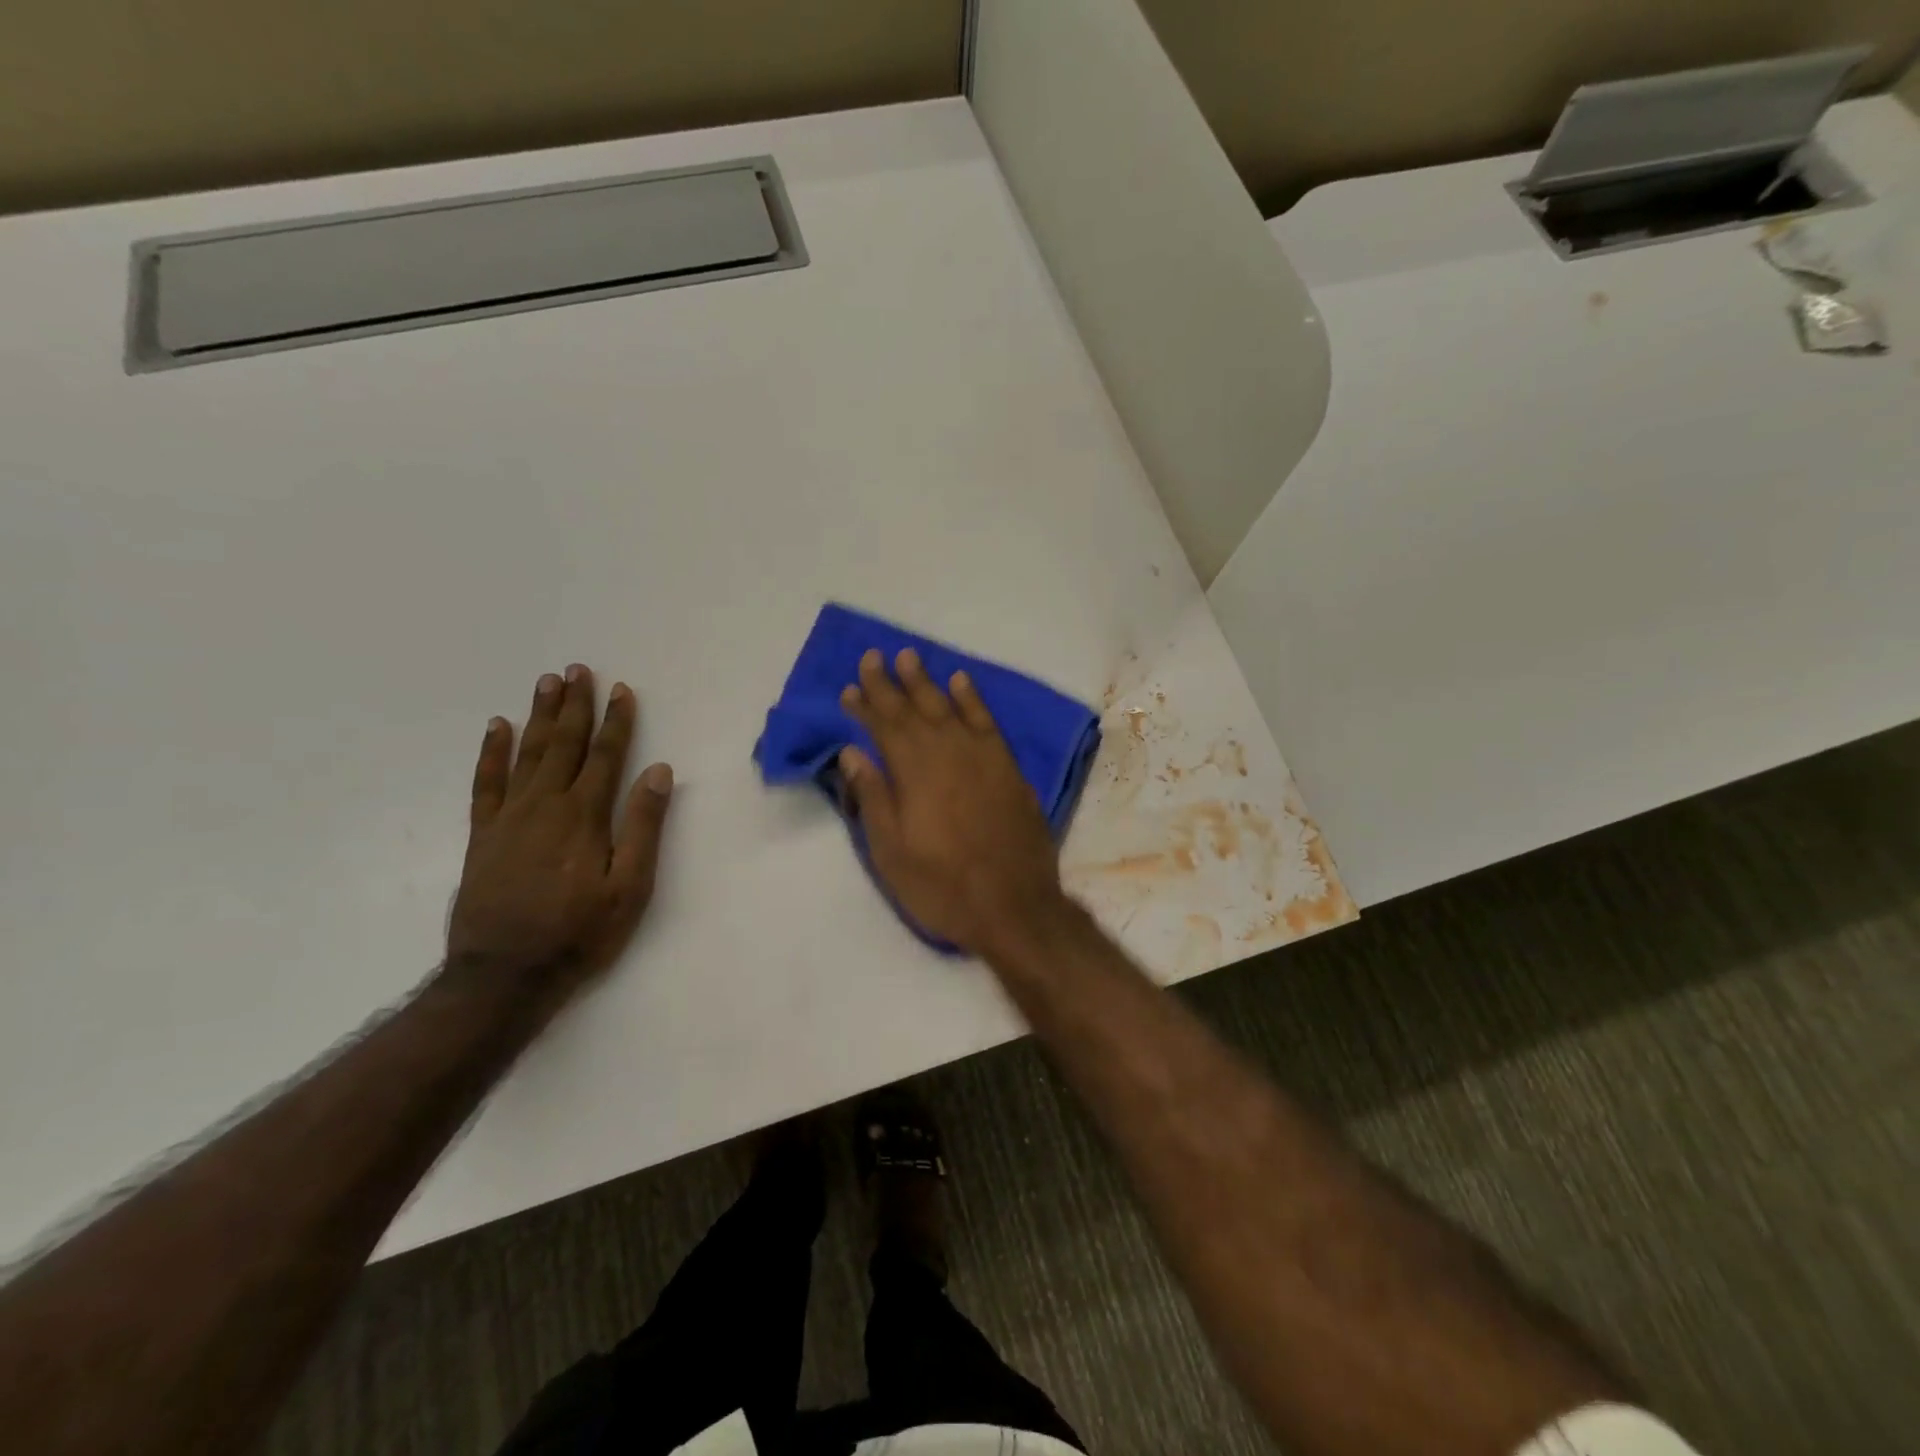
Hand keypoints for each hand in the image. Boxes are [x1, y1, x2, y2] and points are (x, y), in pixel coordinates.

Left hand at [446, 665, 673, 995]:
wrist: (504, 975)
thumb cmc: (579, 933)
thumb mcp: (630, 887)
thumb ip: (643, 827)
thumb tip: (658, 773)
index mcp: (584, 817)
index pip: (605, 757)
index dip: (616, 723)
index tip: (622, 691)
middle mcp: (545, 806)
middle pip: (563, 745)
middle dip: (574, 706)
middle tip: (577, 669)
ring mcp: (508, 818)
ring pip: (526, 754)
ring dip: (539, 717)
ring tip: (546, 683)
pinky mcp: (483, 835)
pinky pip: (485, 783)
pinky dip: (491, 753)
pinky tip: (496, 728)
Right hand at [838, 648, 1068, 954]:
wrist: (1014, 905)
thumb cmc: (942, 885)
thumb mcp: (891, 852)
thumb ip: (872, 797)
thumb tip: (851, 752)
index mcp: (912, 773)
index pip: (883, 728)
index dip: (865, 706)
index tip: (850, 688)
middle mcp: (945, 753)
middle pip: (913, 709)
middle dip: (890, 683)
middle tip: (874, 656)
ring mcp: (981, 757)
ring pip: (948, 707)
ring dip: (927, 682)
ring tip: (910, 657)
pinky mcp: (1007, 766)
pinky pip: (987, 721)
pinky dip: (973, 699)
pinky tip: (962, 681)